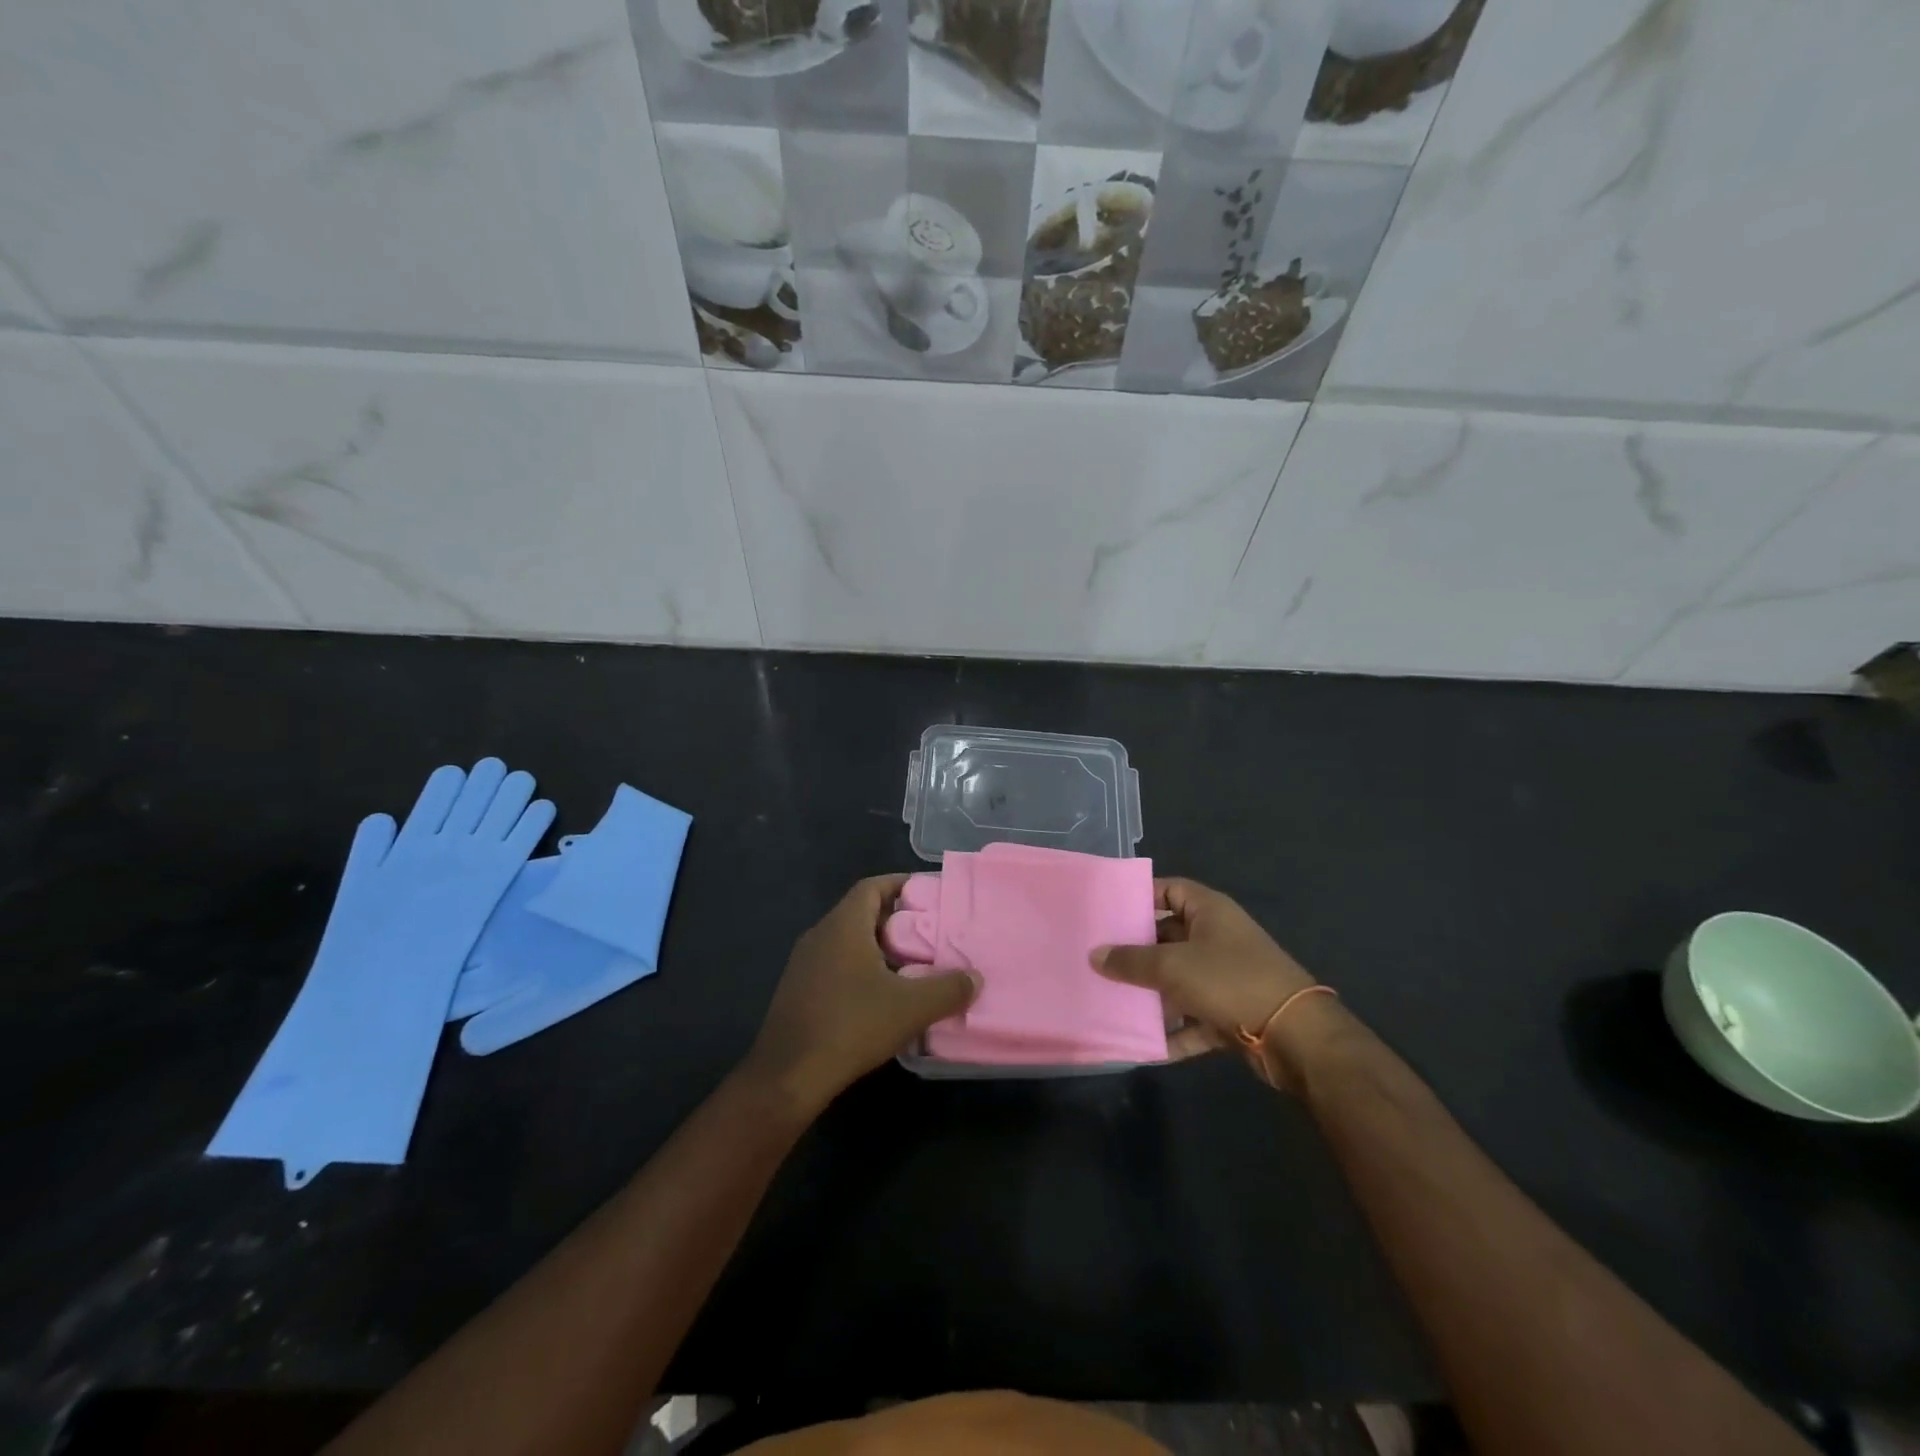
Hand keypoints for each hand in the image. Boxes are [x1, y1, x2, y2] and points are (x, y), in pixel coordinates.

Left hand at [744, 875, 979, 1115]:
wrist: (787, 1076)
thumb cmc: (850, 1026)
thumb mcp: (909, 1008)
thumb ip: (947, 989)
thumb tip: (975, 977)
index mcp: (843, 925)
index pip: (872, 887)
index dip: (900, 884)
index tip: (928, 894)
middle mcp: (820, 934)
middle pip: (860, 912)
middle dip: (895, 919)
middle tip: (928, 933)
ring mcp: (803, 963)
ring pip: (846, 941)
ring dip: (877, 947)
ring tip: (910, 965)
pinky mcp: (797, 990)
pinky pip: (834, 964)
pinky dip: (859, 969)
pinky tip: (879, 997)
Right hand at [1092, 878, 1333, 1088]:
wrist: (1296, 1038)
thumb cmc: (1230, 981)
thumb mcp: (1173, 966)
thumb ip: (1131, 961)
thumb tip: (1095, 955)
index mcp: (1209, 911)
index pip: (1168, 889)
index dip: (1139, 895)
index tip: (1106, 909)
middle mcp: (1218, 938)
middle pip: (1169, 936)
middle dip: (1136, 950)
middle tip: (1097, 958)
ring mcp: (1226, 977)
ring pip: (1179, 980)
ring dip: (1152, 994)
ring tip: (1111, 1000)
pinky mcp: (1232, 1013)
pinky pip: (1194, 1018)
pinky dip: (1174, 1031)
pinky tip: (1145, 1045)